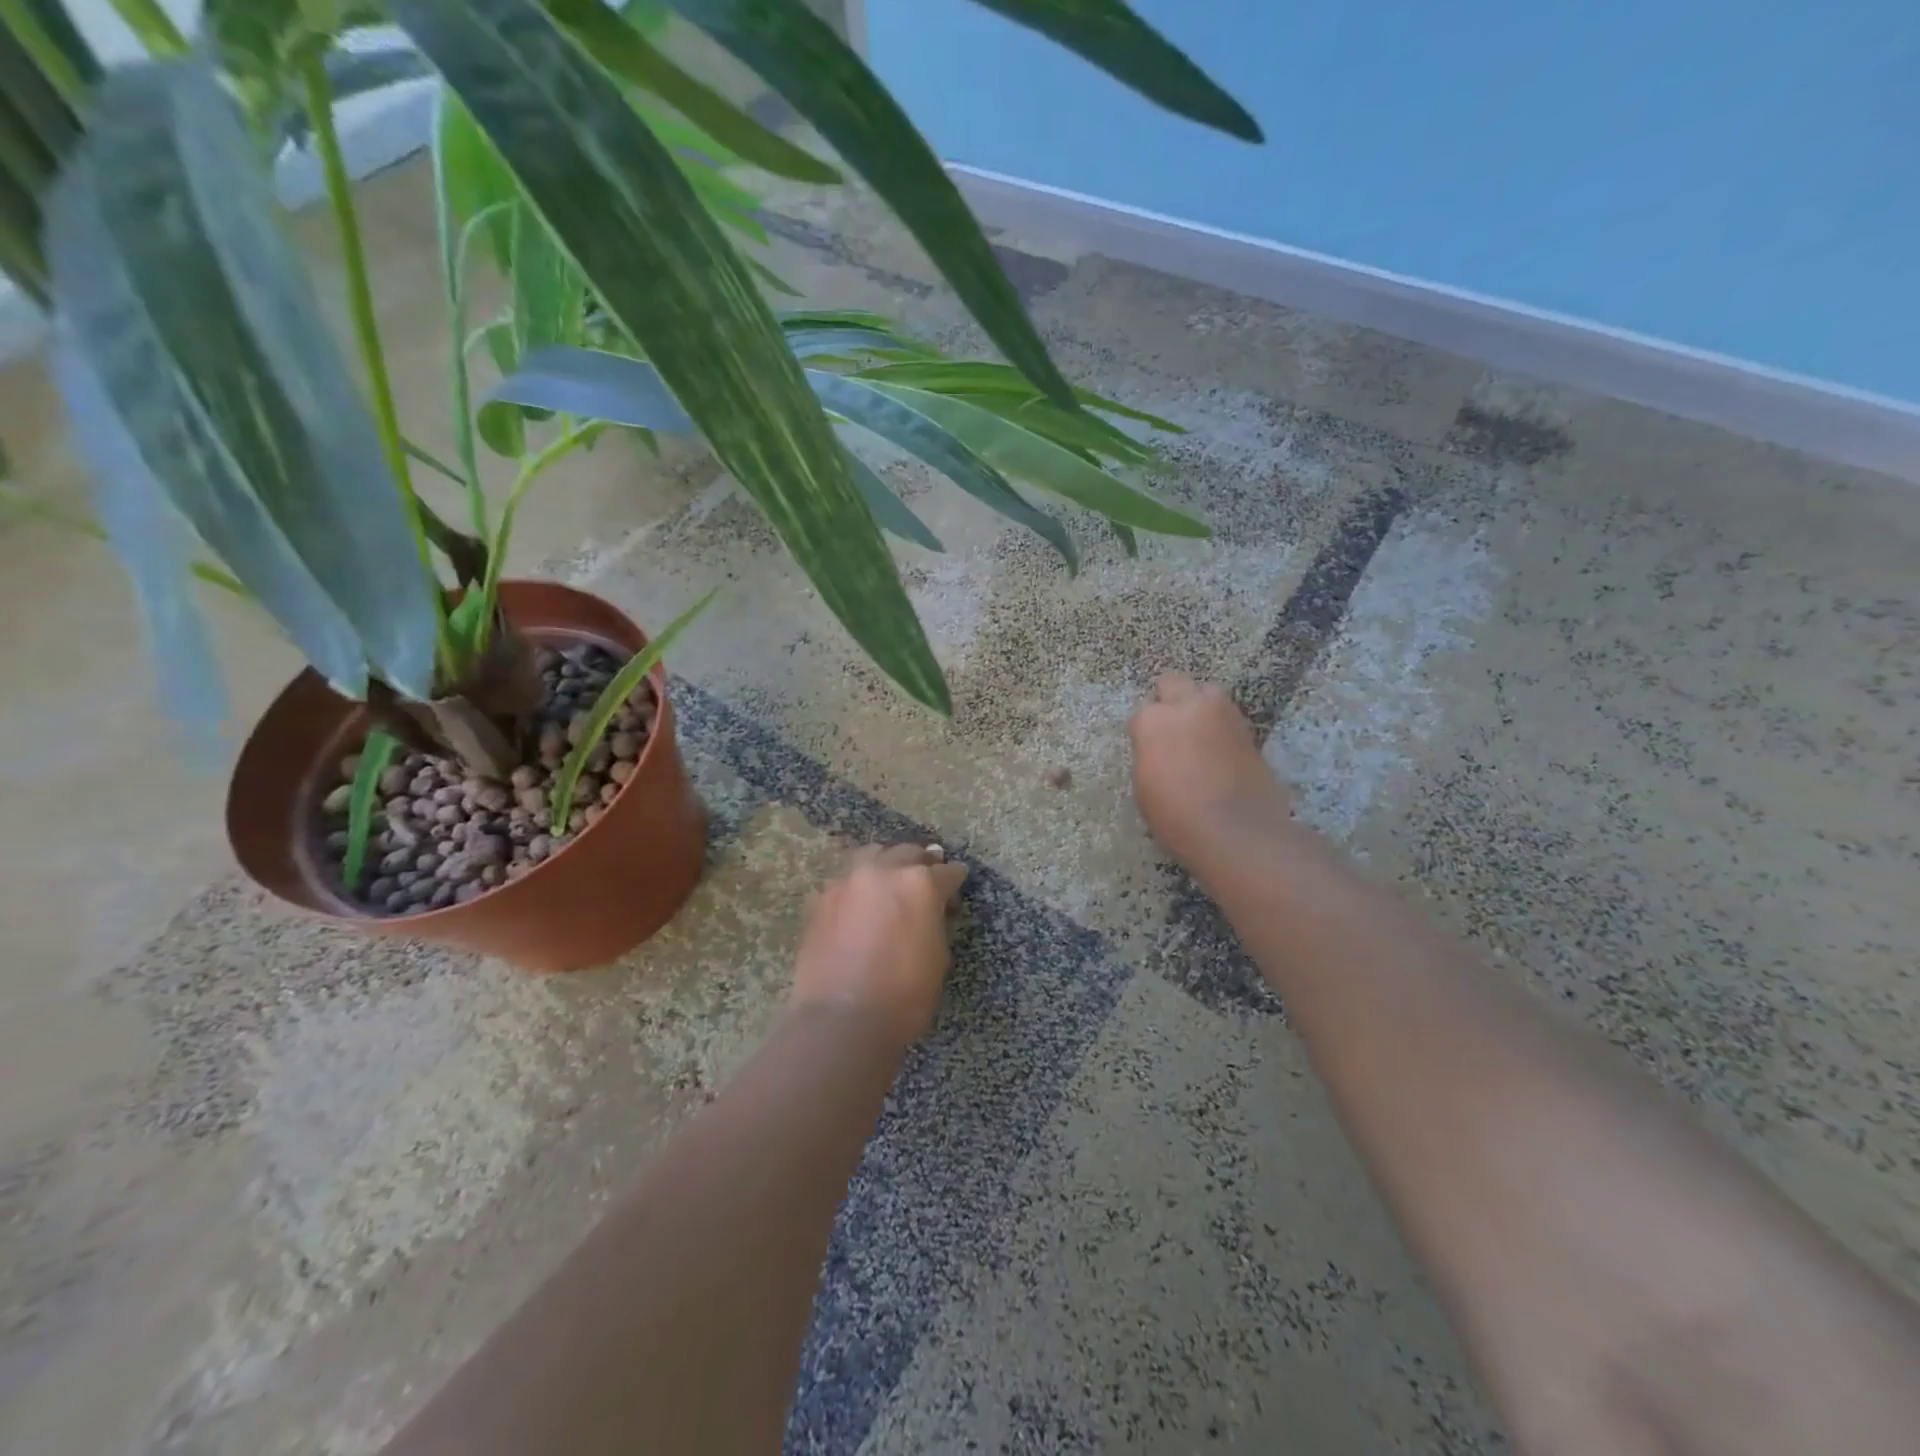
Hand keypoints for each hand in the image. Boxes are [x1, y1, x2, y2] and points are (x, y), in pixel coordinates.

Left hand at [790, 844, 968, 1049]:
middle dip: (921, 864)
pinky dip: (857, 884)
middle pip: (907, 853)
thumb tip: (930, 910)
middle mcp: (883, 871)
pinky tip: (860, 903)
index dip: (954, 882)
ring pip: (872, 854)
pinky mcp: (821, 898)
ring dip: (886, 864)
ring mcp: (847, 881)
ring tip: (889, 882)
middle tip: (926, 882)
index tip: (956, 889)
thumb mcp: (938, 956)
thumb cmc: (904, 995)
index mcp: (919, 883)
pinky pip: (845, 878)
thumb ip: (935, 920)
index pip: (947, 872)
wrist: (842, 1019)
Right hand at [1128, 672, 1291, 867]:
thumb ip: (1150, 755)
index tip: (1149, 750)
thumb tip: (1159, 750)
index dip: (1145, 732)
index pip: (1143, 713)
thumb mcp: (1144, 788)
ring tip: (1200, 739)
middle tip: (1172, 729)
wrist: (1237, 831)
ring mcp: (1223, 713)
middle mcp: (1188, 706)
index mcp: (1153, 721)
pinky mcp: (1249, 729)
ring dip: (1201, 709)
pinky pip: (1228, 718)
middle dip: (1171, 699)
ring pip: (1207, 694)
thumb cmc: (1177, 816)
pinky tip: (1220, 754)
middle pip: (1174, 682)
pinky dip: (1221, 729)